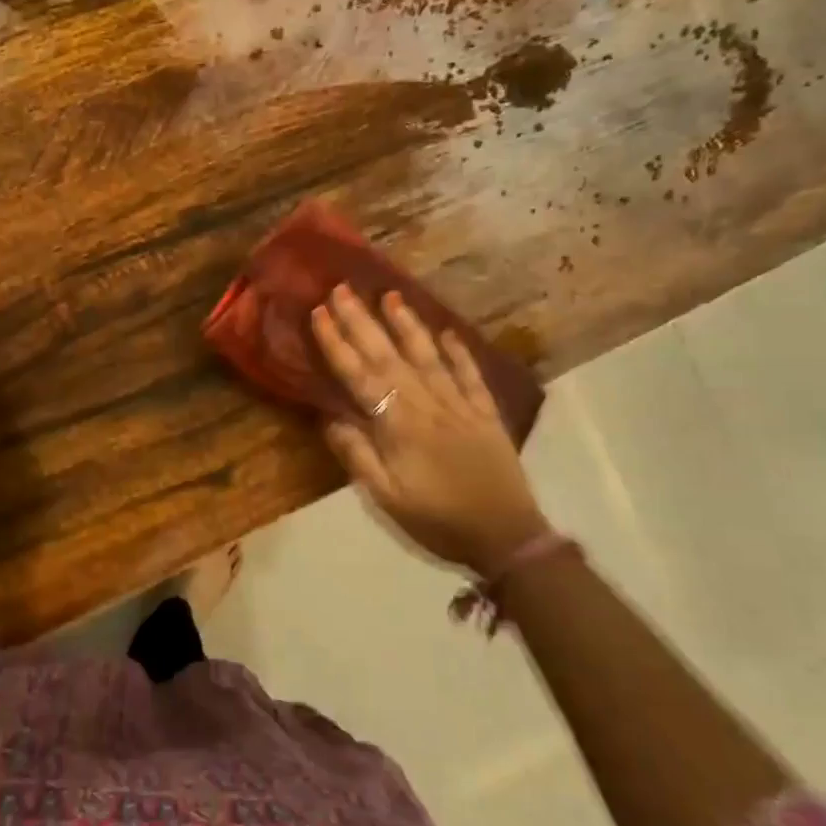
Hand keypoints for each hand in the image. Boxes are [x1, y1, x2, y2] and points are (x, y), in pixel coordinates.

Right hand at [310, 285, 548, 578]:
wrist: (506, 536)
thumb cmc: (437, 520)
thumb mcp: (386, 498)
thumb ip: (357, 455)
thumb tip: (328, 417)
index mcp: (398, 426)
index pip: (360, 376)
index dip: (337, 343)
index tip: (319, 313)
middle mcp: (427, 404)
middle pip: (389, 356)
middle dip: (362, 321)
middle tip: (342, 289)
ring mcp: (459, 404)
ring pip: (427, 355)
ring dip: (407, 324)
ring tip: (390, 295)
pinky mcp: (485, 411)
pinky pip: (469, 373)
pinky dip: (458, 351)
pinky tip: (446, 332)